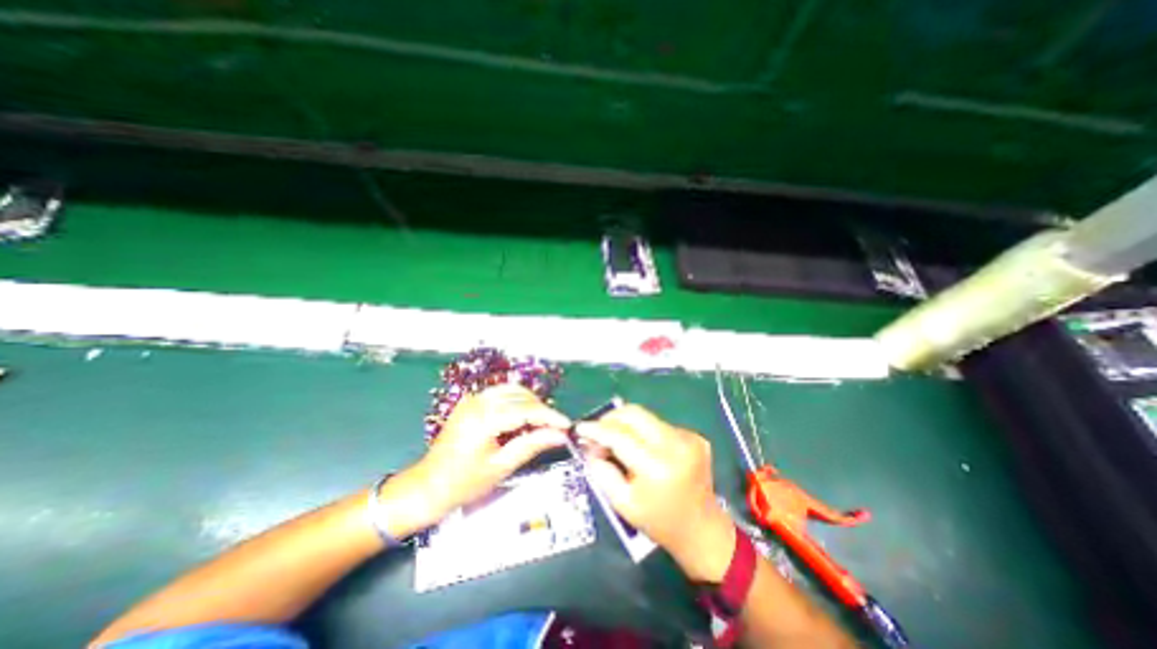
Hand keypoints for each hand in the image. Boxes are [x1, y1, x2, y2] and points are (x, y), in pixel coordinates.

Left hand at [382, 386, 572, 531]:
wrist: (426, 486)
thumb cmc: (463, 483)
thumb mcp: (501, 466)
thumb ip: (532, 445)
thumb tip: (559, 435)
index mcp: (485, 418)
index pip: (527, 409)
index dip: (550, 416)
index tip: (567, 425)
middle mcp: (479, 401)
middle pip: (521, 395)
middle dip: (541, 409)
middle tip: (554, 428)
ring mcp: (473, 399)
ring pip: (512, 390)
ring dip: (529, 403)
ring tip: (540, 423)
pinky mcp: (470, 402)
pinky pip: (500, 394)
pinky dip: (516, 402)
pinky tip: (521, 418)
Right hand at [576, 405, 731, 583]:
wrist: (702, 529)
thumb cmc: (659, 522)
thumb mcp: (622, 503)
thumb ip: (601, 470)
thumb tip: (589, 444)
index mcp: (657, 467)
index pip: (620, 436)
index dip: (597, 429)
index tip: (580, 427)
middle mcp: (676, 445)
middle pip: (635, 414)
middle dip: (611, 418)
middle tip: (597, 430)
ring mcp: (688, 438)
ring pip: (646, 416)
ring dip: (626, 423)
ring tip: (616, 439)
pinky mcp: (694, 436)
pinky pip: (659, 424)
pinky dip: (643, 431)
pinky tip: (641, 447)